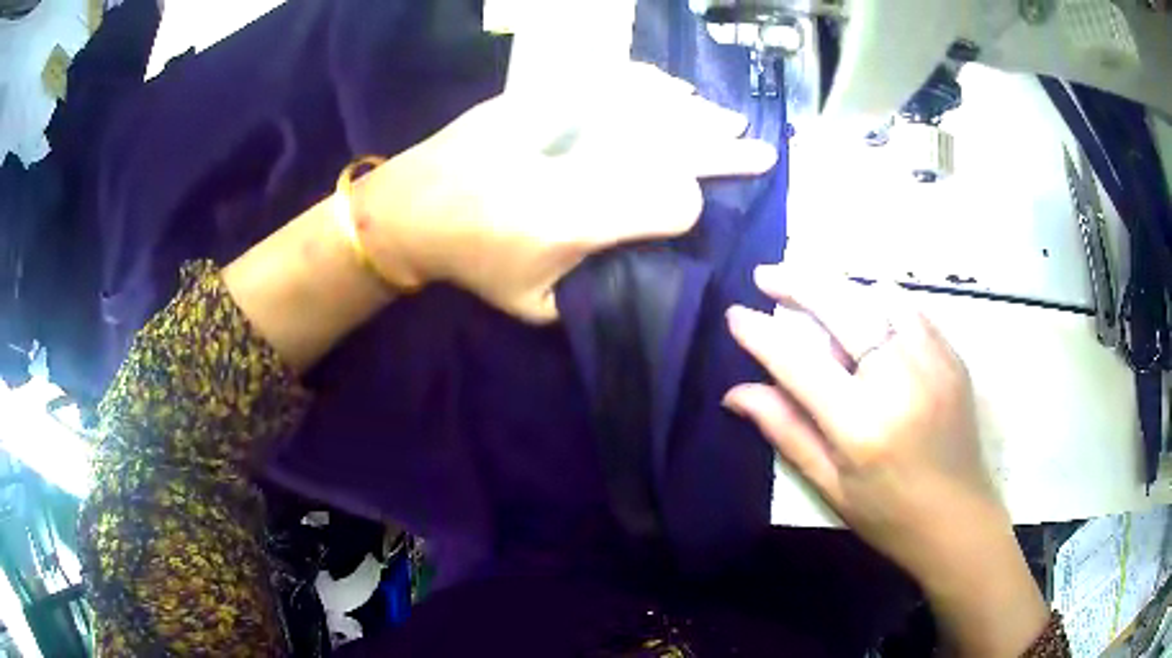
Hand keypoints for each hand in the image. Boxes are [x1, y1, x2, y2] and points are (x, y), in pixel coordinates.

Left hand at [358, 63, 777, 321]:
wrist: (408, 207)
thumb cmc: (469, 263)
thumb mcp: (532, 305)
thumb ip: (593, 292)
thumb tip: (639, 263)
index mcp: (576, 217)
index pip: (669, 201)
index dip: (691, 208)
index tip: (693, 214)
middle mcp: (576, 158)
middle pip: (668, 144)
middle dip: (722, 151)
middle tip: (759, 149)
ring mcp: (555, 115)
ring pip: (646, 106)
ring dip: (695, 114)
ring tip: (728, 120)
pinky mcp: (537, 94)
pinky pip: (607, 80)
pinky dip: (647, 85)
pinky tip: (674, 90)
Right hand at [724, 264, 1048, 655]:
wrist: (959, 519)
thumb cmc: (888, 515)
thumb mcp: (830, 485)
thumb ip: (786, 430)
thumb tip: (735, 393)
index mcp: (861, 425)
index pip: (799, 362)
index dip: (761, 334)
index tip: (735, 315)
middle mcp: (898, 380)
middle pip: (841, 307)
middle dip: (797, 282)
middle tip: (766, 275)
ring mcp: (932, 361)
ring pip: (878, 296)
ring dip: (841, 289)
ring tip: (817, 296)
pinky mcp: (952, 356)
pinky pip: (910, 309)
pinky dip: (880, 302)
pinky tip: (867, 315)